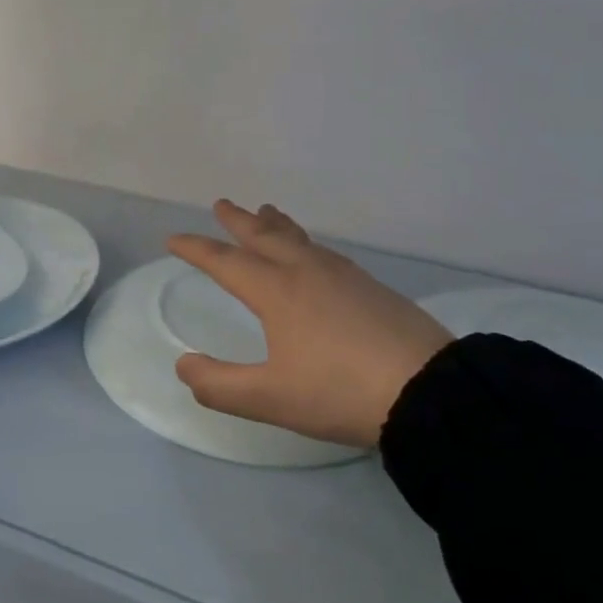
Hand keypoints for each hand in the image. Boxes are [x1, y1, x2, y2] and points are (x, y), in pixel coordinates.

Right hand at [166, 202, 453, 448]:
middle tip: (221, 204)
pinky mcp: (372, 287)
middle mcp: (306, 272)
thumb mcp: (269, 398)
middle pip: (264, 237)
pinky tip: (314, 255)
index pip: (225, 262)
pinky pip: (324, 252)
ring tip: (265, 212)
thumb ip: (219, 385)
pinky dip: (305, 242)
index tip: (173, 239)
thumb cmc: (339, 392)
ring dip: (275, 225)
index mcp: (277, 291)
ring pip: (299, 239)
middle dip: (238, 221)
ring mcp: (343, 276)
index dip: (196, 249)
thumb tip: (184, 366)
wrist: (428, 391)